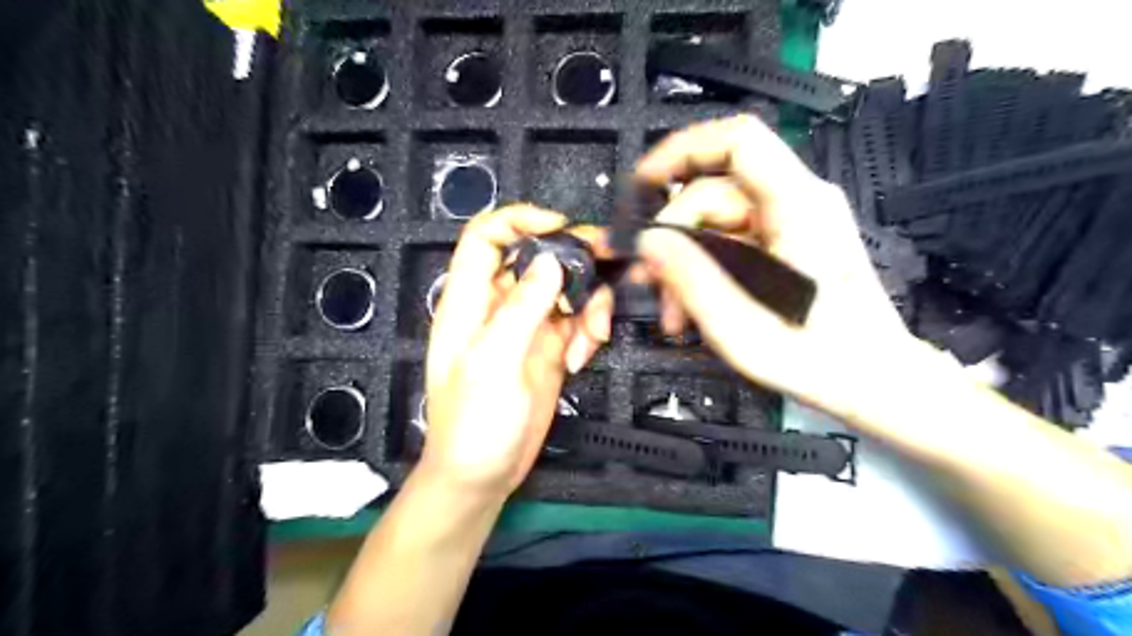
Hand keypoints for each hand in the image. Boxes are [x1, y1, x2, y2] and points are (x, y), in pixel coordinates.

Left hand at [416, 207, 609, 499]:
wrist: (484, 474)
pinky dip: (588, 332)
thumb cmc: (474, 422)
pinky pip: (577, 322)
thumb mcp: (493, 362)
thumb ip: (522, 308)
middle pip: (538, 259)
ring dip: (589, 305)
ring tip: (594, 336)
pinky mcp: (550, 349)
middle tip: (606, 270)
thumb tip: (550, 262)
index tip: (560, 226)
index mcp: (470, 300)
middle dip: (574, 262)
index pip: (486, 238)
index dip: (519, 220)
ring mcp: (528, 327)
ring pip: (565, 290)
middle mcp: (499, 306)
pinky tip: (584, 357)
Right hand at [634, 116, 924, 429]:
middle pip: (712, 193)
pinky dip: (704, 269)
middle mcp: (797, 203)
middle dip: (672, 237)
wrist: (871, 379)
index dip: (683, 150)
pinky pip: (729, 242)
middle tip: (650, 283)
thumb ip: (691, 278)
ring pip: (714, 222)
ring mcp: (791, 223)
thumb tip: (648, 240)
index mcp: (798, 207)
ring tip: (673, 311)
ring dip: (684, 262)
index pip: (738, 142)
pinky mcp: (784, 244)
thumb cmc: (819, 359)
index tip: (643, 182)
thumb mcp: (742, 326)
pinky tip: (692, 306)